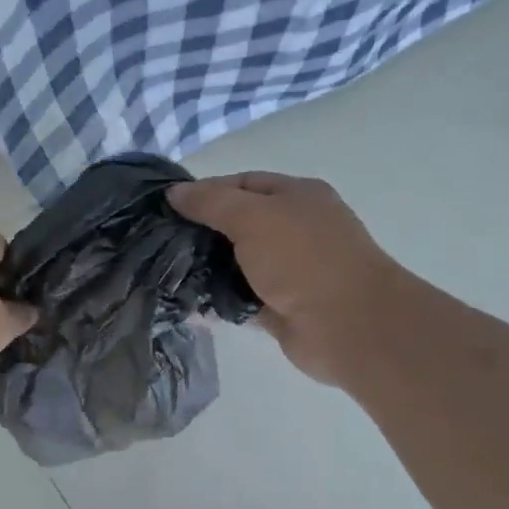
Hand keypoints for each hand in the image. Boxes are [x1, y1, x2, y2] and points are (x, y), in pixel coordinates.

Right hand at [169, 172, 400, 386]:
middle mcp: (295, 229)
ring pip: (237, 264)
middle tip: (160, 244)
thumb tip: (174, 193)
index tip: (166, 208)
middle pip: (238, 224)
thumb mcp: (253, 217)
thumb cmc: (303, 259)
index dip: (205, 192)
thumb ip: (211, 203)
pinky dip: (217, 302)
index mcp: (296, 196)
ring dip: (206, 269)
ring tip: (165, 275)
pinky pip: (240, 299)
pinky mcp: (280, 307)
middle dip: (201, 233)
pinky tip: (186, 305)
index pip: (242, 183)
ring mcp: (289, 271)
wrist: (349, 325)